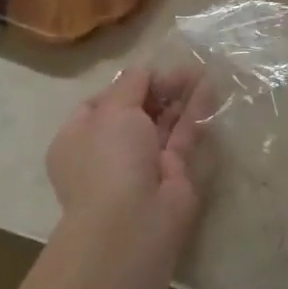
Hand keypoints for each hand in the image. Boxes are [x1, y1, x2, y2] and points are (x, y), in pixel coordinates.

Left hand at [46, 67, 209, 265]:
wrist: (133, 219)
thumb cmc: (110, 159)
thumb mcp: (113, 110)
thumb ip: (131, 84)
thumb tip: (144, 72)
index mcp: (79, 139)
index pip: (100, 104)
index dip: (125, 85)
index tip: (149, 72)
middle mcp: (107, 151)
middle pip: (135, 110)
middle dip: (158, 88)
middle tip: (183, 69)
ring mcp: (141, 162)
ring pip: (162, 121)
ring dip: (179, 96)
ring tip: (201, 71)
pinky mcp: (172, 170)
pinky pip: (182, 134)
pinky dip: (194, 112)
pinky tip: (208, 88)